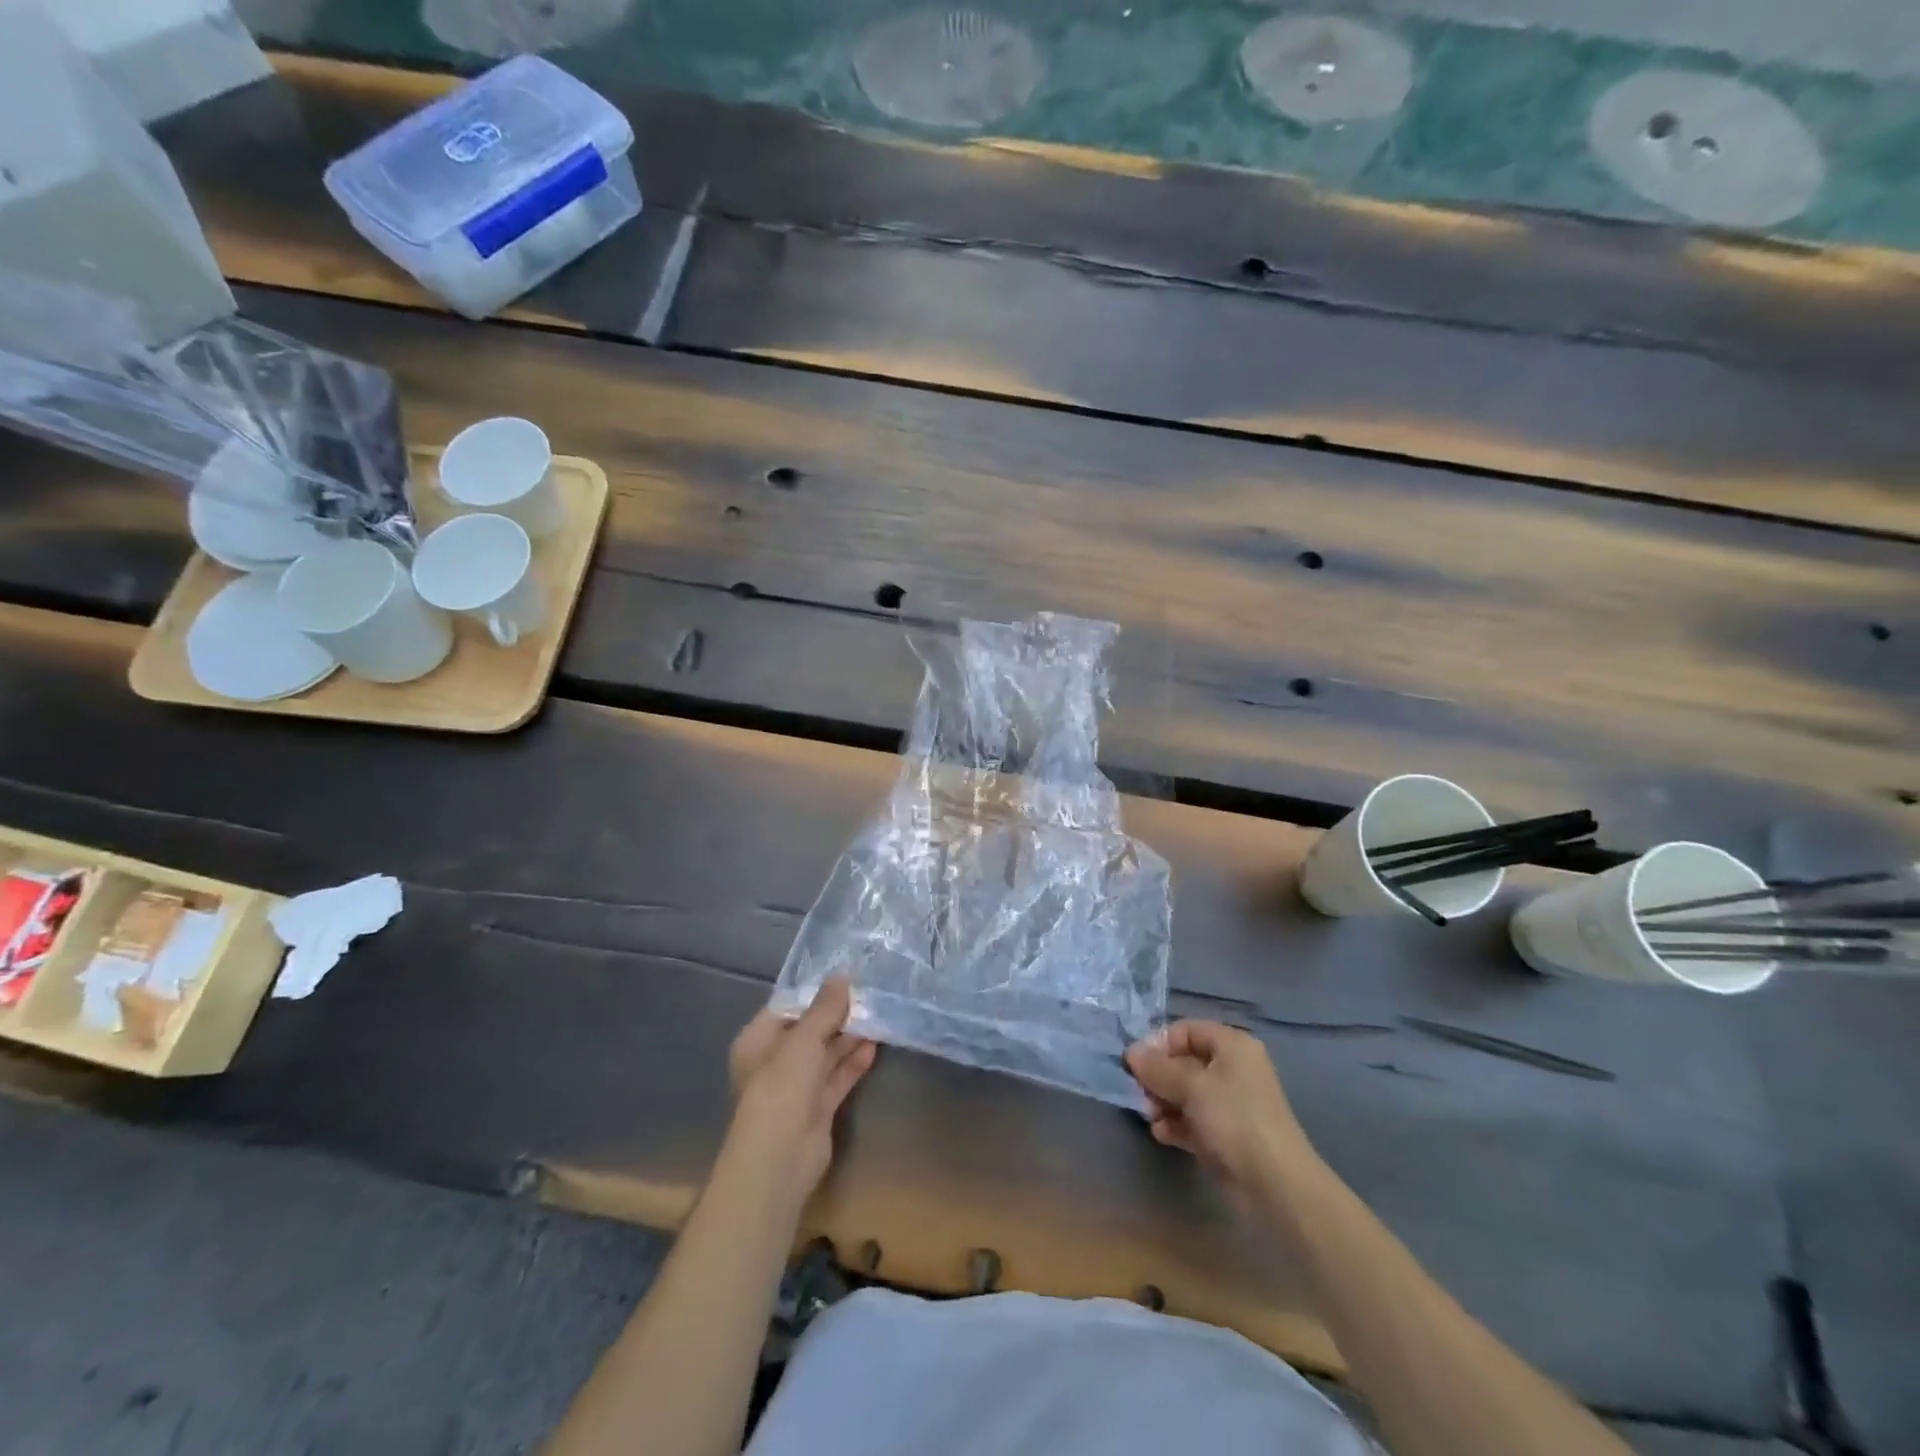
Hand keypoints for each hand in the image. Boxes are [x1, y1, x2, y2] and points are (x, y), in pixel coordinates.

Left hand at [724, 978, 876, 1209]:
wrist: (779, 1159)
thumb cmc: (781, 1088)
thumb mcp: (803, 1039)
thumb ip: (824, 1008)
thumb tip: (842, 976)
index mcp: (758, 1041)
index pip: (788, 1008)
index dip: (815, 993)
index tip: (846, 977)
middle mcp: (775, 1061)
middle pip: (809, 1030)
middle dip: (837, 1015)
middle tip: (869, 993)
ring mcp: (797, 1087)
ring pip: (826, 1054)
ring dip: (849, 1037)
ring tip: (878, 1014)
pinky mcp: (818, 1108)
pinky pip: (837, 1077)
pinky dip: (853, 1062)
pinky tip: (875, 1046)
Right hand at [1125, 1021, 1320, 1200]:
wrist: (1275, 1186)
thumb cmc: (1234, 1121)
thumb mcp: (1192, 1087)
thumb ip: (1157, 1068)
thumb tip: (1131, 1052)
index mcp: (1232, 1046)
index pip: (1186, 1030)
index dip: (1159, 1044)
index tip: (1137, 1064)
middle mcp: (1231, 1069)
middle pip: (1183, 1062)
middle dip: (1158, 1077)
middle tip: (1141, 1094)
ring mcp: (1229, 1104)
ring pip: (1185, 1092)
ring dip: (1163, 1102)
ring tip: (1151, 1117)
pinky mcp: (1224, 1134)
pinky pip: (1192, 1119)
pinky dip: (1175, 1124)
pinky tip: (1162, 1134)